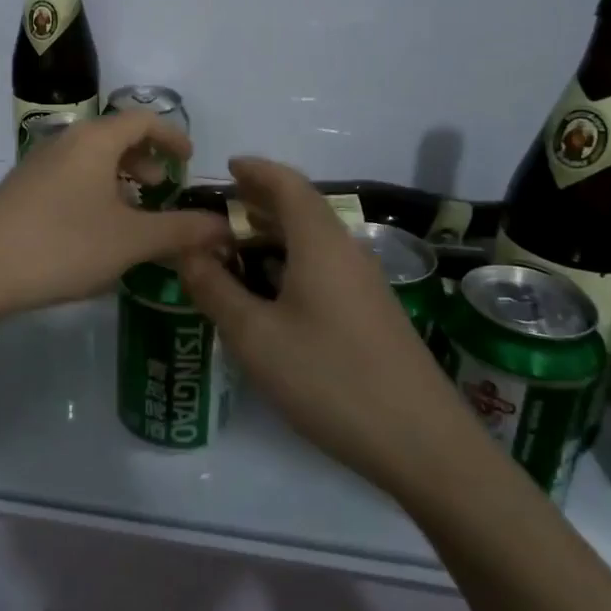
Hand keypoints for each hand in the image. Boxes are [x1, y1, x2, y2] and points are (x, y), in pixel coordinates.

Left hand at [0, 113, 230, 314]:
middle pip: (114, 137)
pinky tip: (94, 231)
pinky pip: (70, 177)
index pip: (143, 119)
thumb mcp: (130, 241)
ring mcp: (37, 164)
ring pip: (90, 160)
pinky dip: (94, 192)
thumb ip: (180, 230)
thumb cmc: (62, 245)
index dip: (171, 135)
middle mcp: (65, 141)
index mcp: (95, 140)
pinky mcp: (21, 189)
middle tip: (161, 189)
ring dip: (118, 179)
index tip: (189, 159)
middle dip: (144, 160)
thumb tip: (224, 225)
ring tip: (132, 214)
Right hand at [177, 156, 470, 491]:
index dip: (256, 170)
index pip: (287, 184)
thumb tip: (189, 251)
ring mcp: (365, 284)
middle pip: (301, 209)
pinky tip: (270, 295)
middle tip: (216, 214)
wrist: (421, 443)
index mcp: (320, 243)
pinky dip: (290, 264)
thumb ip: (215, 289)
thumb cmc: (328, 378)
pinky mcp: (371, 314)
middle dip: (259, 204)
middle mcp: (347, 252)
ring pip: (313, 242)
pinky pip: (324, 268)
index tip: (226, 167)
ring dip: (273, 237)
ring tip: (234, 252)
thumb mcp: (255, 336)